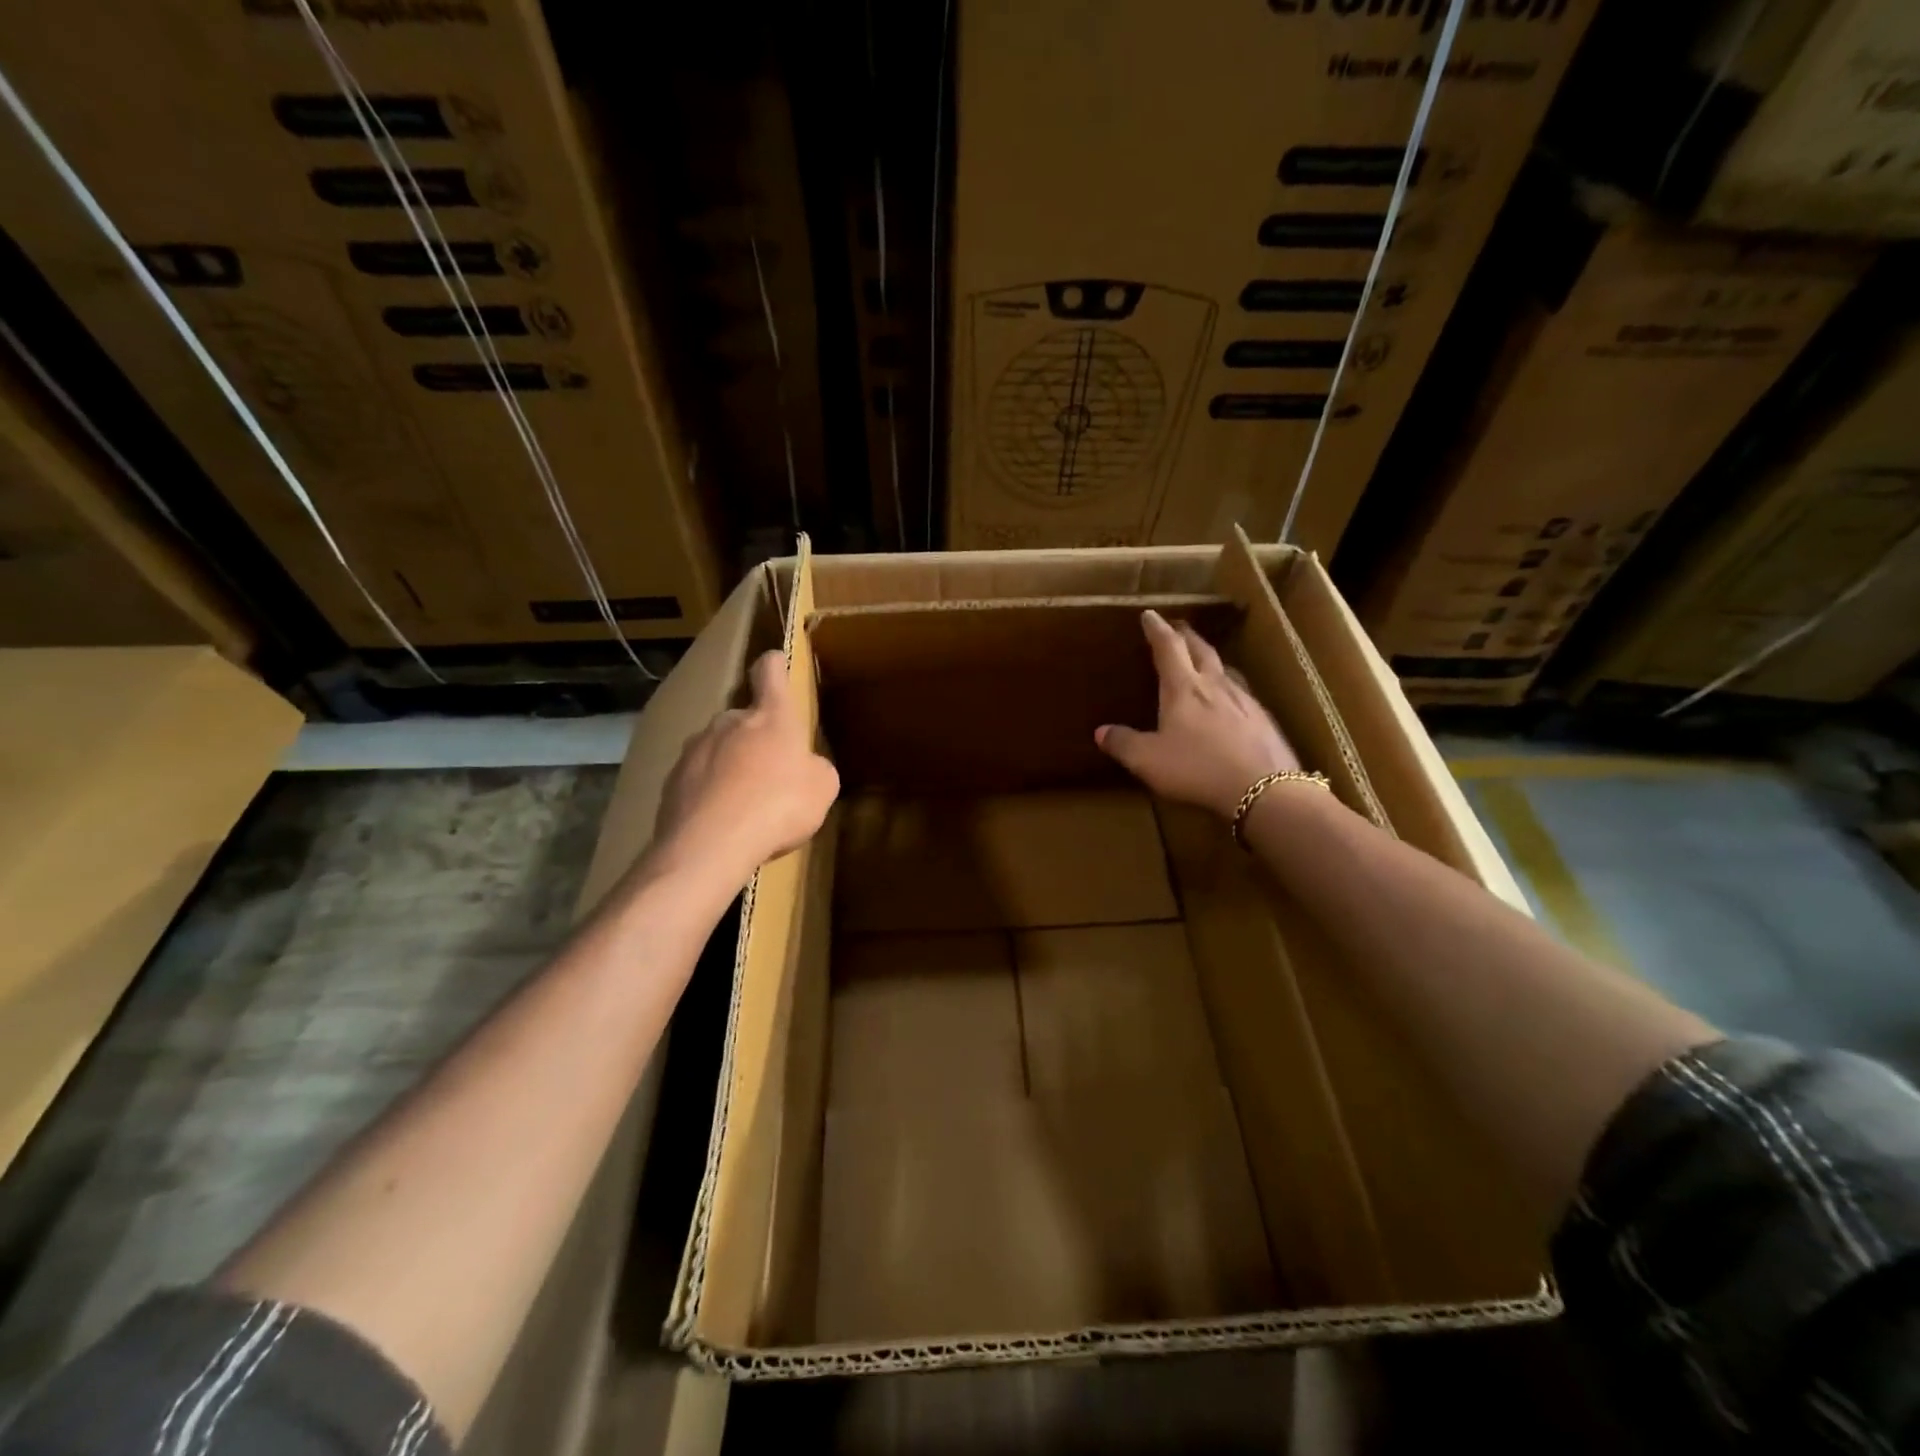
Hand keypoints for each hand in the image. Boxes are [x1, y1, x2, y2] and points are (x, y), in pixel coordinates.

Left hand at [654, 649, 840, 885]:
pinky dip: (709, 792)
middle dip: (755, 738)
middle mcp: (729, 722)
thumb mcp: (822, 788)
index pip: (770, 673)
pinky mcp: (672, 780)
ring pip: (718, 749)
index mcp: (771, 717)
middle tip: (769, 772)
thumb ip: (815, 767)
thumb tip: (805, 767)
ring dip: (730, 766)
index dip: (774, 665)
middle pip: (743, 718)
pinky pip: (697, 779)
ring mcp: (695, 749)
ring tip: (742, 803)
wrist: (710, 845)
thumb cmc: (779, 806)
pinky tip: (720, 821)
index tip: (775, 661)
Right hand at [1096, 609, 1301, 818]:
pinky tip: (1231, 703)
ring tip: (1204, 663)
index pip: (1168, 648)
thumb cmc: (1197, 768)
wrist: (1263, 788)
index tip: (1149, 615)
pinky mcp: (1264, 720)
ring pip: (1225, 670)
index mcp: (1183, 688)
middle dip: (1186, 636)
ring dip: (1211, 661)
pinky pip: (1242, 694)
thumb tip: (1101, 732)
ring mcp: (1244, 701)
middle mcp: (1215, 685)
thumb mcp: (1148, 760)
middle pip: (1201, 650)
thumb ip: (1123, 744)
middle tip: (1177, 629)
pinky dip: (1230, 689)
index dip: (1157, 630)